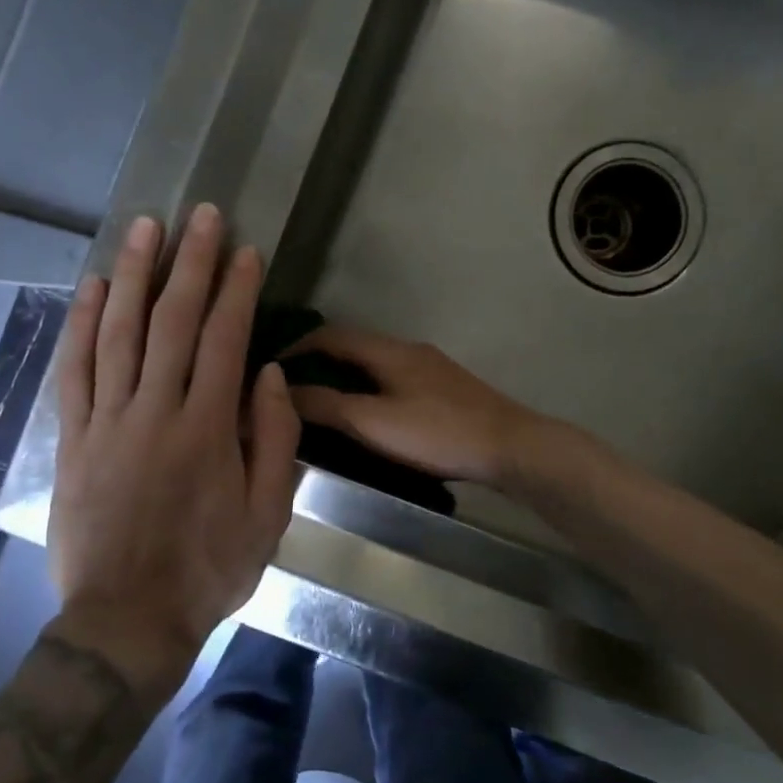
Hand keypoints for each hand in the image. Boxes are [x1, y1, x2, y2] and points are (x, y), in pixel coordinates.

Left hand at [47, 204, 300, 696]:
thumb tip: (269, 375)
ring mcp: (107, 421)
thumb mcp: (268, 515)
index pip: (224, 340)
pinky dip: (80, 324)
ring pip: (118, 332)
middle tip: (201, 215)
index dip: (237, 289)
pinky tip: (89, 287)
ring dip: (132, 274)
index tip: (246, 250)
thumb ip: (274, 439)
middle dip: (191, 262)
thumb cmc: (208, 568)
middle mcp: (155, 410)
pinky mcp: (73, 438)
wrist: (126, 620)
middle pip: (172, 321)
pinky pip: (73, 370)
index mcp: (208, 428)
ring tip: (145, 228)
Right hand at [287, 324, 546, 485]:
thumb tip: (281, 390)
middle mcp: (408, 350)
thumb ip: (327, 406)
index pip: (331, 335)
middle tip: (292, 388)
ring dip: (345, 376)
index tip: (272, 367)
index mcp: (388, 351)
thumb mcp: (374, 422)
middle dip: (320, 361)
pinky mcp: (445, 389)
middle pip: (354, 346)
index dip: (299, 346)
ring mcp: (430, 368)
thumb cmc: (438, 432)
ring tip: (322, 403)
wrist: (509, 446)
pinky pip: (394, 379)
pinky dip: (369, 389)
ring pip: (375, 364)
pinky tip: (369, 415)